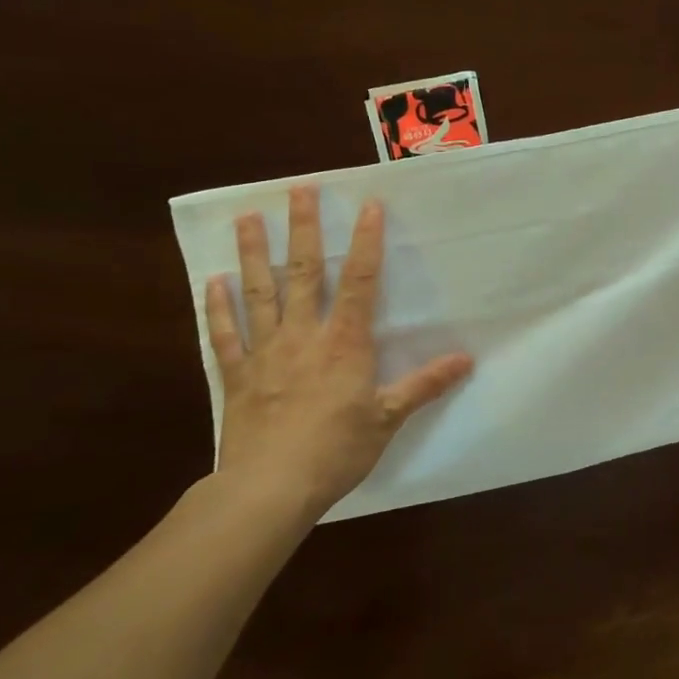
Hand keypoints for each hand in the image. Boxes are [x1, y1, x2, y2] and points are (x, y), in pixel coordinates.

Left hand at [204, 187, 472, 517]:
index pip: (358, 281)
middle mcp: (303, 336)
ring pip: (258, 293)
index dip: (365, 241)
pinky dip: (218, 308)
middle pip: (302, 273)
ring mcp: (265, 353)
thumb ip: (424, 384)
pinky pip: (226, 335)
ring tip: (247, 218)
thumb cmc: (336, 450)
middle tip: (298, 190)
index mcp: (344, 343)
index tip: (368, 205)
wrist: (269, 489)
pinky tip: (212, 282)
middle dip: (302, 229)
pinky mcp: (237, 377)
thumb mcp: (389, 418)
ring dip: (252, 254)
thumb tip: (467, 360)